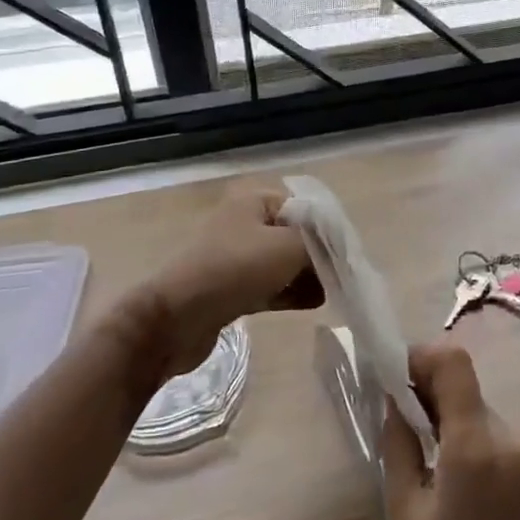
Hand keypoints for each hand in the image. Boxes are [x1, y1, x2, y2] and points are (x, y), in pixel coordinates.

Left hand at [120, 183, 321, 377]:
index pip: (304, 206)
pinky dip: (290, 292)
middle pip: (295, 235)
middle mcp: (244, 222)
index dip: (327, 228)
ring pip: (283, 262)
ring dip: (307, 276)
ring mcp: (236, 257)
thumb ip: (320, 243)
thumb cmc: (234, 270)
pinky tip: (313, 303)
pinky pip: (270, 285)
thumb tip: (335, 251)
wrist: (174, 319)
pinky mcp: (231, 288)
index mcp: (254, 201)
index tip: (346, 253)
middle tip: (339, 276)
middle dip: (319, 255)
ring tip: (330, 293)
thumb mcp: (288, 247)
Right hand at [379, 344, 519, 519]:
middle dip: (427, 392)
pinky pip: (492, 436)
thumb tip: (393, 401)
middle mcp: (508, 437)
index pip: (453, 362)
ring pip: (477, 411)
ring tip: (420, 459)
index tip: (391, 378)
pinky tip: (448, 479)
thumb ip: (398, 447)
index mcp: (474, 445)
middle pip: (464, 387)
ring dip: (447, 418)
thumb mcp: (405, 516)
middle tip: (395, 422)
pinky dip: (466, 439)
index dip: (420, 357)